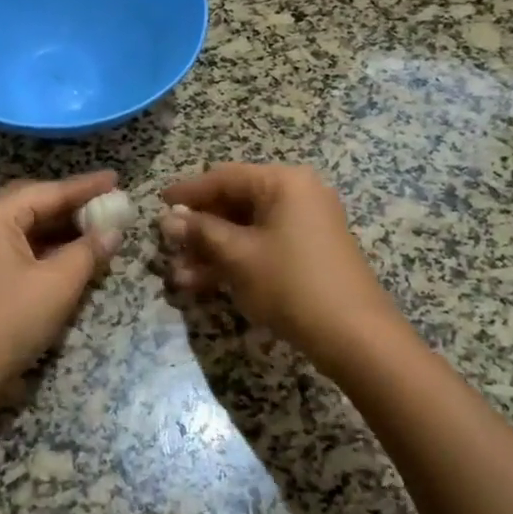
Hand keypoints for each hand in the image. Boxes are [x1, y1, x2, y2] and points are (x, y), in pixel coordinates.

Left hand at [0, 171, 123, 399]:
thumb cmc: (7, 321)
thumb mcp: (57, 285)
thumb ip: (88, 252)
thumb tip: (113, 231)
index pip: (49, 191)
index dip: (86, 186)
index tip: (117, 178)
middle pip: (33, 203)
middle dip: (71, 204)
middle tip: (105, 203)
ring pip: (25, 228)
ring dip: (59, 228)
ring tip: (95, 229)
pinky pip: (17, 249)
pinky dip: (45, 249)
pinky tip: (69, 258)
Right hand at [160, 163, 402, 375]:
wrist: (355, 336)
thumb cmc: (291, 283)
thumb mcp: (238, 256)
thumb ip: (201, 232)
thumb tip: (167, 219)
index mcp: (283, 182)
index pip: (224, 177)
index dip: (188, 192)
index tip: (157, 204)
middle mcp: (297, 195)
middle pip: (234, 203)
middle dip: (198, 229)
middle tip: (167, 247)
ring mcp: (304, 225)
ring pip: (245, 229)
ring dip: (211, 251)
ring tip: (178, 276)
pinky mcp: (307, 253)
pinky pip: (262, 246)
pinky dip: (234, 261)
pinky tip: (202, 285)